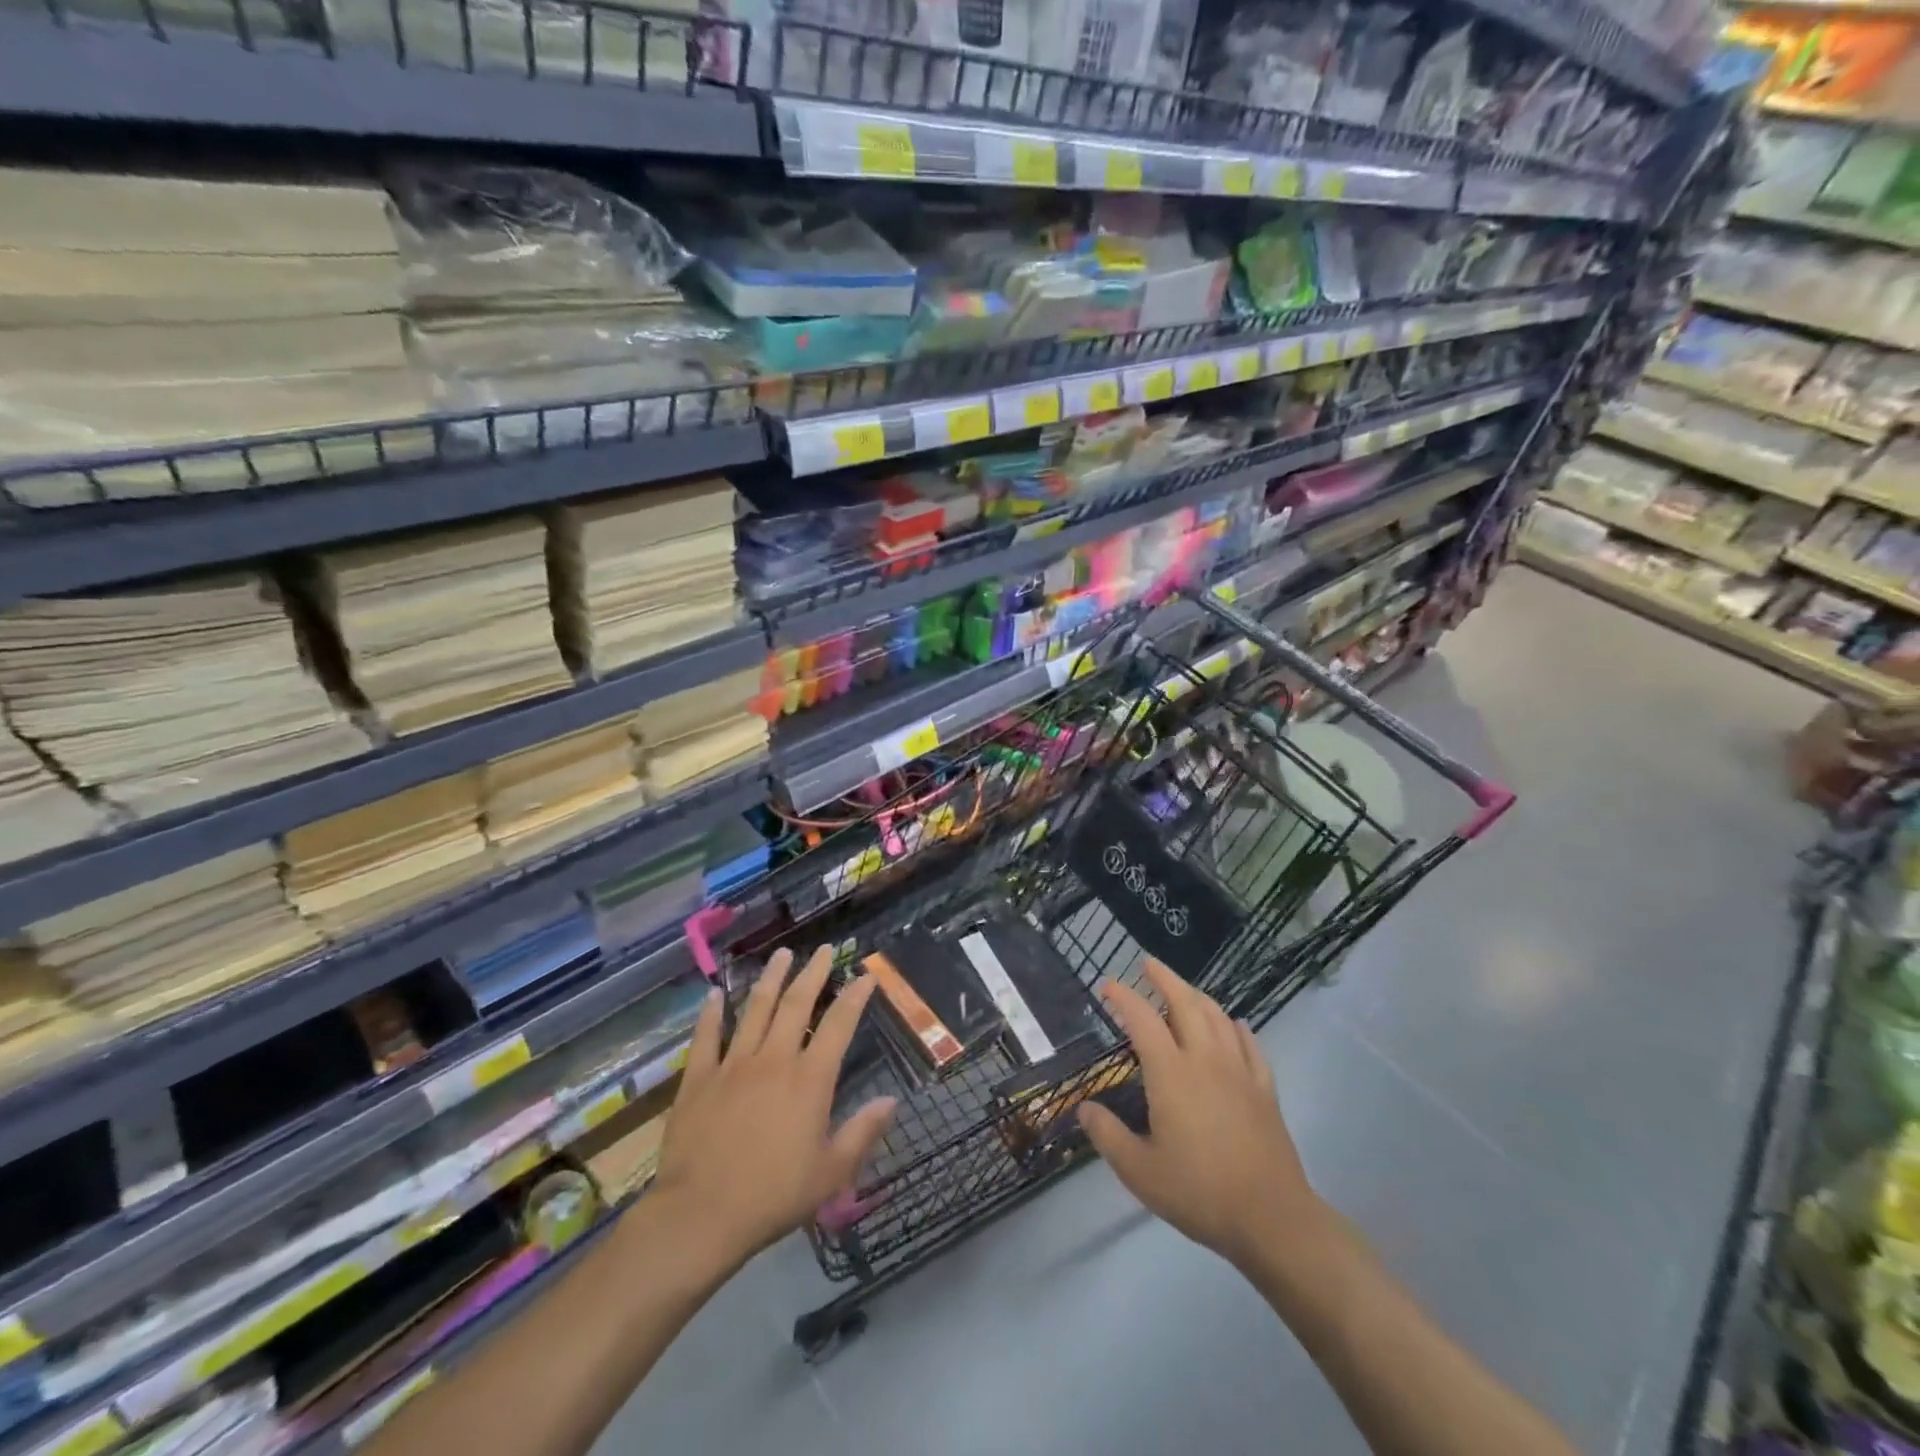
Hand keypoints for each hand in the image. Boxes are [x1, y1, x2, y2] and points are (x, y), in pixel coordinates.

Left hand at [651, 947, 895, 1274]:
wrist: (700, 1214)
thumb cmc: (773, 1196)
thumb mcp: (831, 1173)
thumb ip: (862, 1132)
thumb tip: (891, 1100)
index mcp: (809, 1079)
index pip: (838, 1025)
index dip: (855, 997)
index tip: (866, 975)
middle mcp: (774, 1060)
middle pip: (796, 1004)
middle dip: (812, 973)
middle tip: (822, 949)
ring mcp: (733, 1065)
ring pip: (755, 1009)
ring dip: (770, 979)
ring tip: (781, 955)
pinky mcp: (699, 1079)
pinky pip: (706, 1037)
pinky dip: (711, 1013)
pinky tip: (715, 994)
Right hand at [1077, 958, 1322, 1271]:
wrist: (1272, 1218)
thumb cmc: (1200, 1192)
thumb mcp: (1140, 1172)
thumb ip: (1108, 1136)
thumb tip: (1084, 1109)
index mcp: (1172, 1073)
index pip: (1143, 1019)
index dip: (1123, 997)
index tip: (1107, 985)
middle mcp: (1206, 1060)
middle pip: (1186, 1003)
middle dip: (1165, 978)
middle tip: (1148, 964)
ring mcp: (1240, 1071)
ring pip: (1218, 1017)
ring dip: (1197, 996)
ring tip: (1183, 991)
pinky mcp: (1265, 1089)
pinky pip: (1250, 1044)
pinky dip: (1236, 1027)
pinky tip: (1233, 1026)